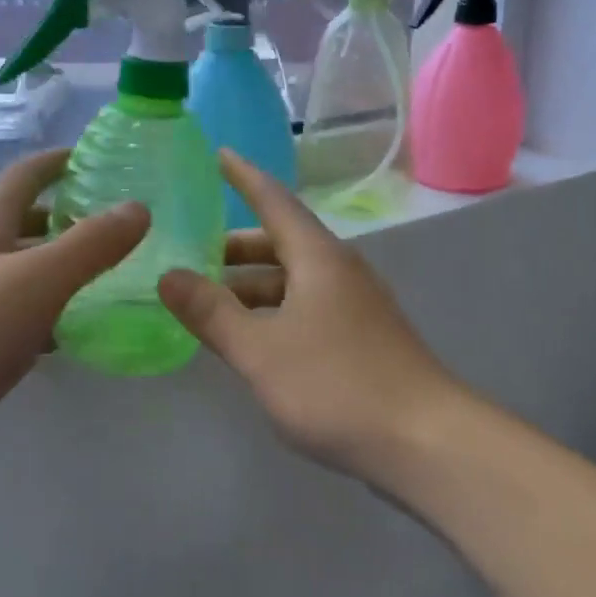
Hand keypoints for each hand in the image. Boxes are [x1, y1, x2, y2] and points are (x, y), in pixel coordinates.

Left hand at [0, 149, 148, 494]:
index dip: (62, 161)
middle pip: (24, 220)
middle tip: (121, 225)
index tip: (104, 160)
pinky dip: (47, 310)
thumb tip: (138, 208)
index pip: (25, 175)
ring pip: (22, 268)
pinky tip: (74, 329)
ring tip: (111, 273)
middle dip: (70, 216)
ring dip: (61, 265)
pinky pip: (15, 311)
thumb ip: (91, 244)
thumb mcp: (38, 280)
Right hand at [158, 150, 460, 476]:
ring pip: (294, 281)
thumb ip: (212, 313)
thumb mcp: (262, 350)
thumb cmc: (337, 386)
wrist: (426, 442)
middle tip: (191, 254)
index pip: (274, 201)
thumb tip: (169, 275)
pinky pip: (307, 309)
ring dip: (253, 286)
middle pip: (281, 244)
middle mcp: (340, 272)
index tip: (218, 154)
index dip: (244, 177)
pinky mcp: (363, 339)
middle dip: (236, 247)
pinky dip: (274, 312)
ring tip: (210, 303)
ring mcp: (356, 307)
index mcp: (318, 258)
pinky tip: (254, 339)